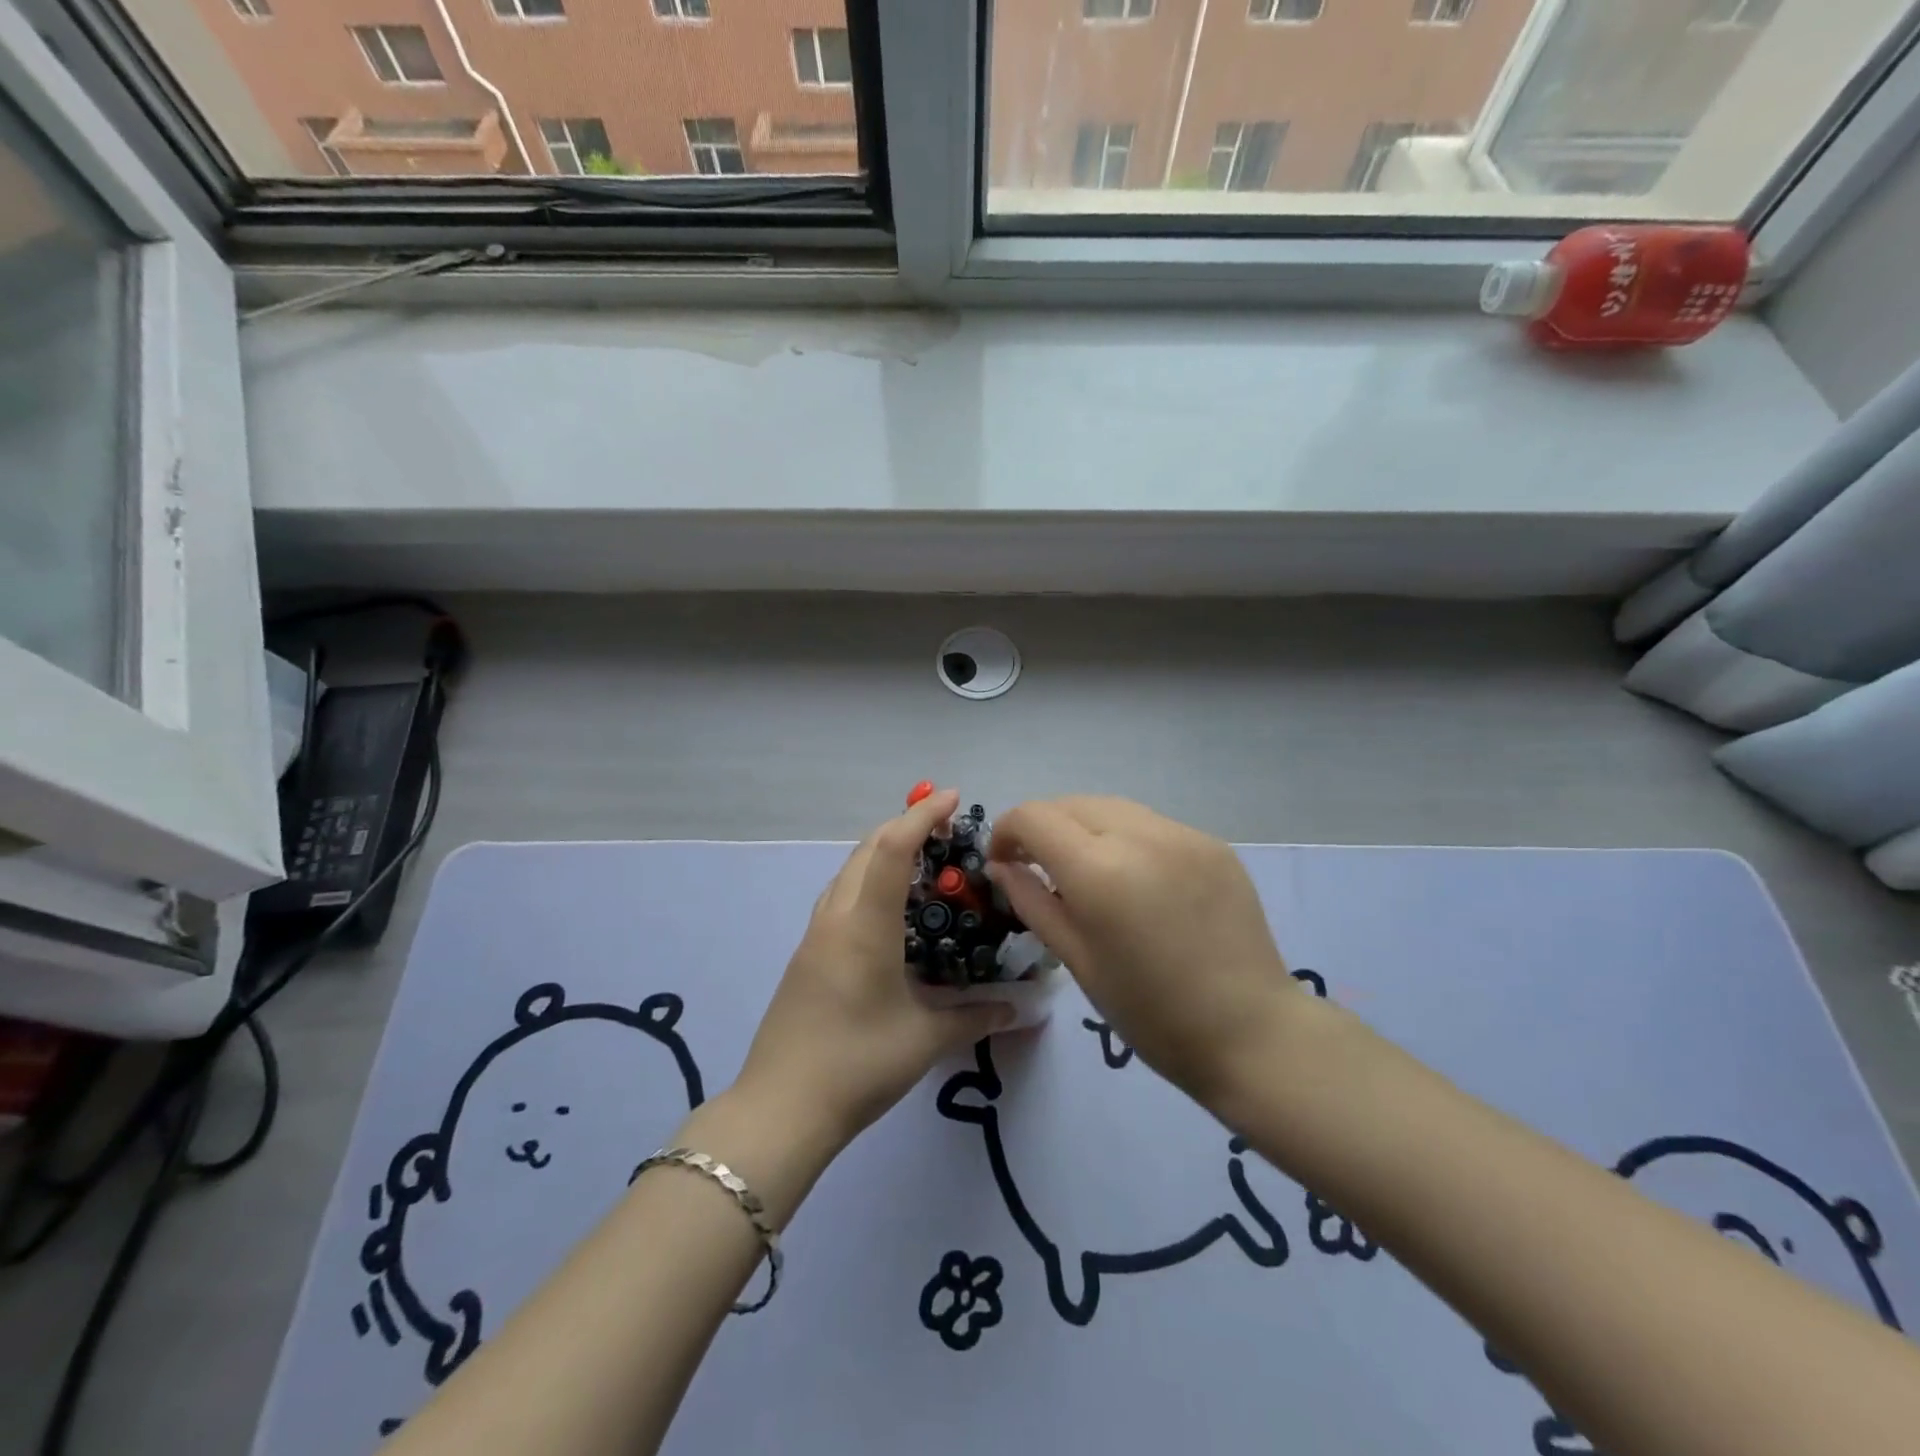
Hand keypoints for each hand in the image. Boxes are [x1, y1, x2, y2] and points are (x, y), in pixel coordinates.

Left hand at [735, 787, 1014, 1152]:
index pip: (892, 849)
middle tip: (946, 830)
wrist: (779, 1110)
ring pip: (848, 871)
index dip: (923, 816)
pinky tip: (890, 912)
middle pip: (866, 849)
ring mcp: (815, 936)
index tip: (954, 799)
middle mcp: (836, 918)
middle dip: (904, 826)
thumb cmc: (857, 1064)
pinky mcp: (807, 956)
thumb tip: (1021, 1007)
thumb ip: (976, 1016)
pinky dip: (868, 881)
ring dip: (882, 853)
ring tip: (922, 864)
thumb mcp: (925, 1040)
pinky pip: (840, 897)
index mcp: (864, 925)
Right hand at [988, 796, 1309, 1107]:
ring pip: (1112, 807)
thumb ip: (1032, 901)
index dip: (1006, 832)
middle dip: (1044, 827)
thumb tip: (1002, 866)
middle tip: (1039, 868)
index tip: (1002, 863)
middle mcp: (1140, 835)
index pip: (1033, 817)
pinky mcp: (1213, 843)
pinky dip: (1127, 839)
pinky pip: (1152, 825)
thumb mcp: (1077, 960)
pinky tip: (1136, 880)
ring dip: (1084, 828)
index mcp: (1099, 869)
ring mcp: (1183, 835)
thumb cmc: (1151, 1012)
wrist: (1252, 1033)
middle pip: (1071, 803)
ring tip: (1087, 873)